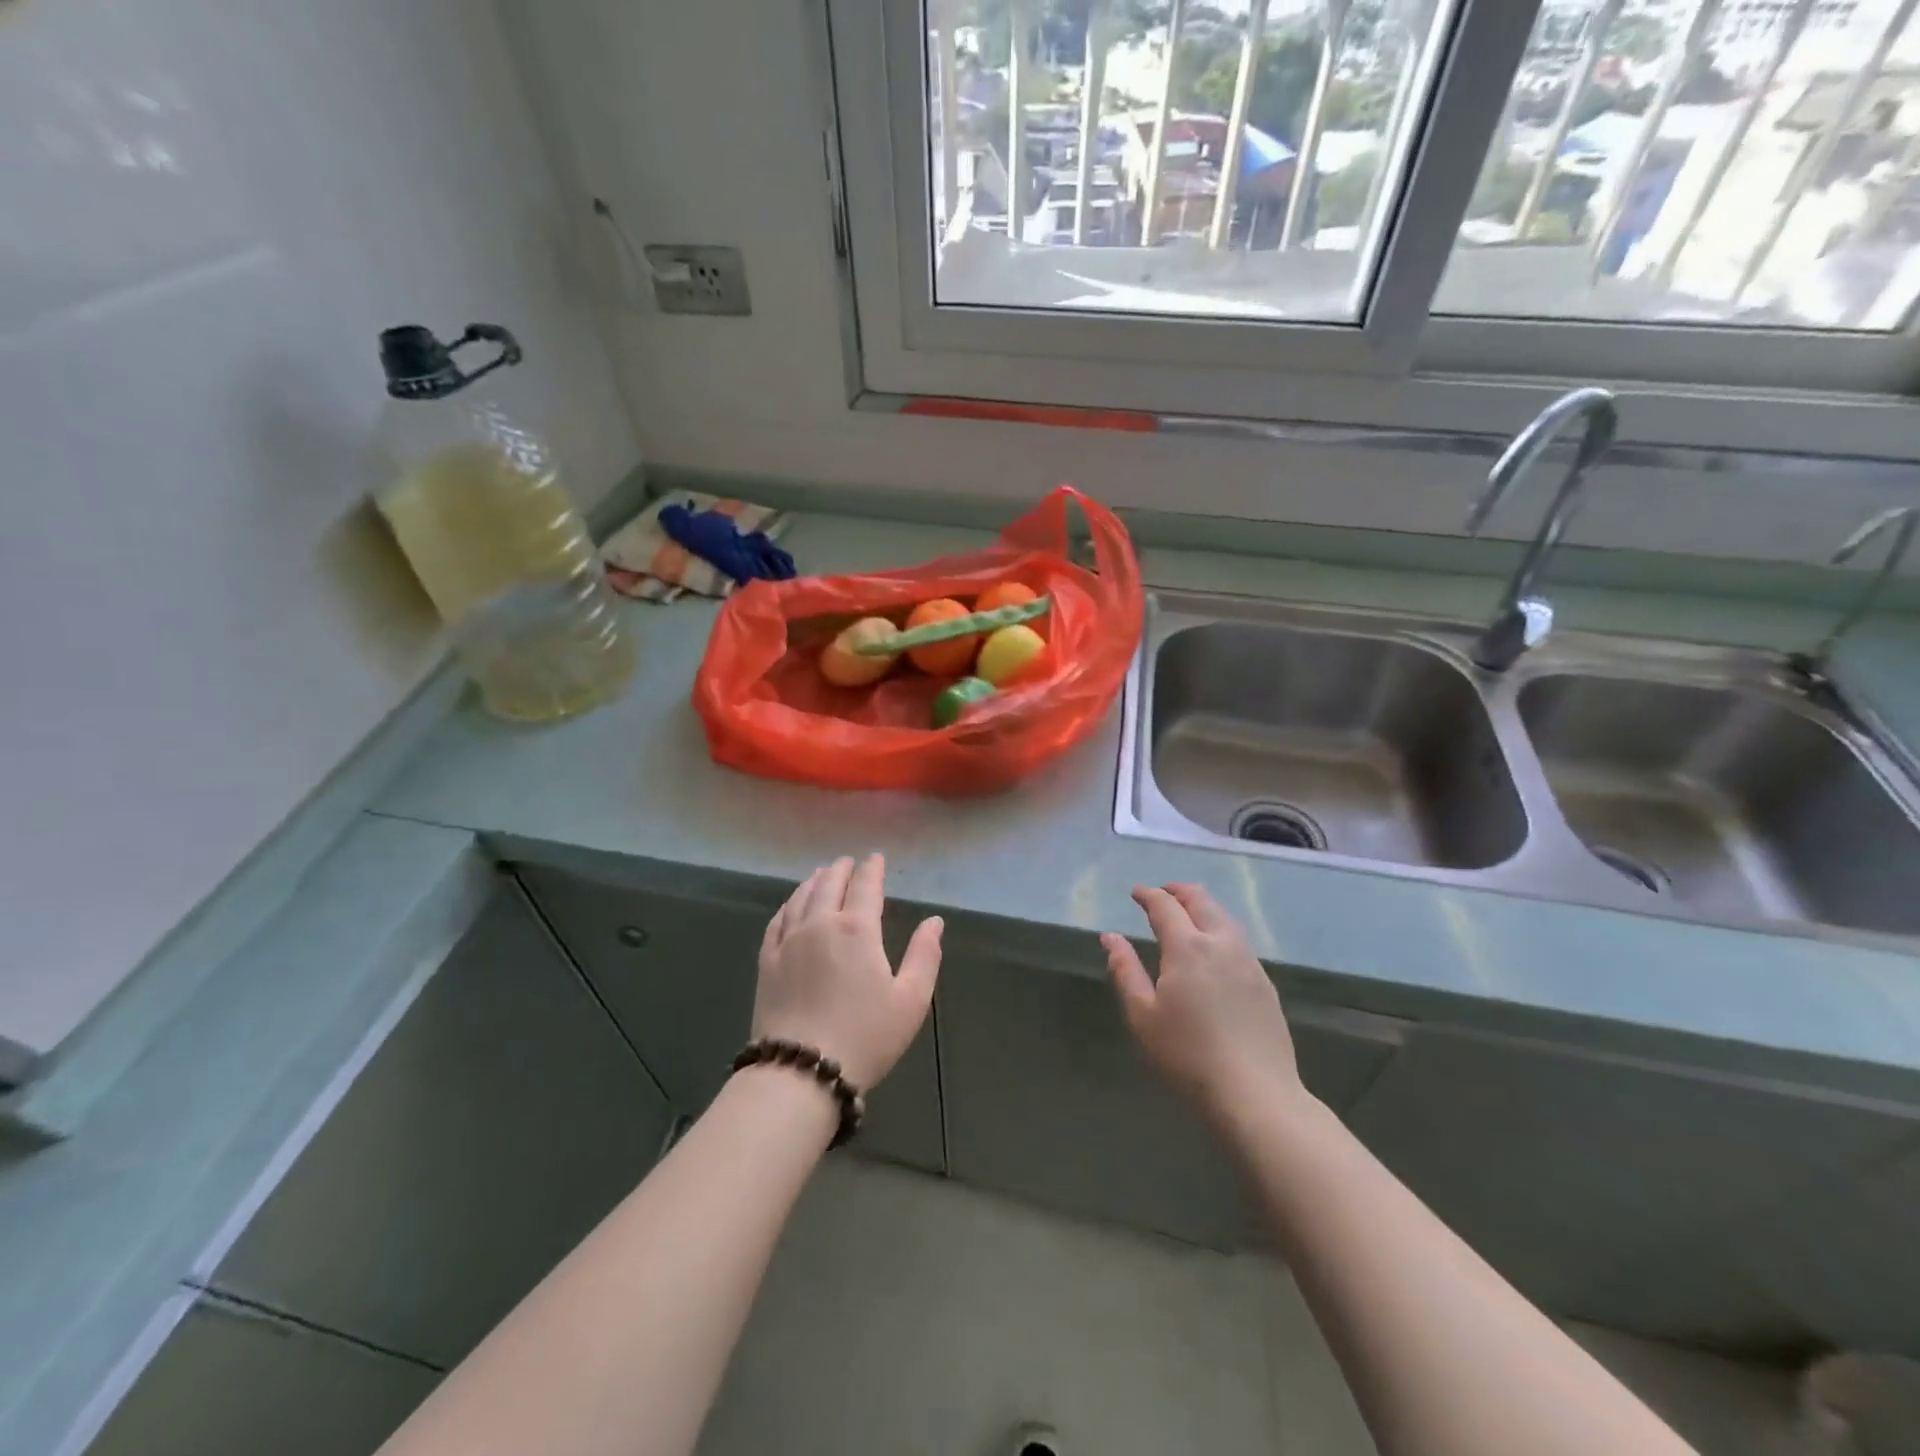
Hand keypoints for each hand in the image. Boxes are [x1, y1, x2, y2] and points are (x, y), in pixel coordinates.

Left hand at [754, 855, 941, 1092]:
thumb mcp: (911, 1001)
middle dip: (841, 870)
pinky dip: (788, 904)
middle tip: (848, 862)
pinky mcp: (766, 962)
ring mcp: (788, 941)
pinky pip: (777, 920)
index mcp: (857, 929)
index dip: (872, 870)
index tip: (876, 858)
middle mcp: (819, 924)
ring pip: (801, 897)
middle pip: (830, 885)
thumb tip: (934, 921)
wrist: (801, 1072)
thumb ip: (925, 956)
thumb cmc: (865, 1036)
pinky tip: (791, 905)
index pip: (866, 887)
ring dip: (814, 881)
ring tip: (821, 874)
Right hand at [1102, 883, 1304, 1122]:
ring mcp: (1249, 962)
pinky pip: (1239, 941)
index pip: (1166, 906)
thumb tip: (1110, 937)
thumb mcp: (1142, 1014)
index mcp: (1188, 947)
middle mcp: (1221, 944)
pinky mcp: (1265, 983)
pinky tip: (1214, 949)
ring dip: (1203, 907)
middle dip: (1179, 891)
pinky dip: (1220, 929)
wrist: (1255, 1094)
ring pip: (1225, 918)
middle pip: (1201, 901)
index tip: (1136, 893)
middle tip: (1162, 893)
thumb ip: (1125, 970)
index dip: (1149, 895)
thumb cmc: (1187, 1055)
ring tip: (1187, 914)